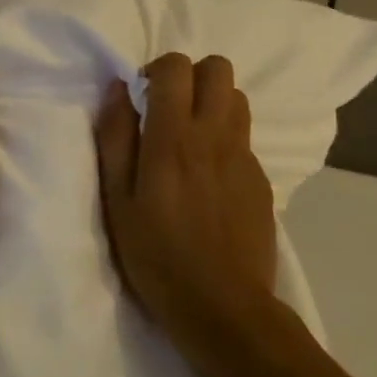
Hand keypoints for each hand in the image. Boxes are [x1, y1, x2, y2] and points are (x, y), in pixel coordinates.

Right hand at [94, 53, 277, 355]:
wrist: (224, 309)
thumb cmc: (156, 255)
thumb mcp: (117, 200)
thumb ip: (115, 137)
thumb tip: (117, 89)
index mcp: (174, 138)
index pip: (177, 67)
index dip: (156, 70)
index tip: (142, 98)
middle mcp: (215, 136)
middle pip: (218, 68)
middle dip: (191, 76)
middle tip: (169, 109)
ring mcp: (244, 157)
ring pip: (237, 98)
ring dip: (212, 103)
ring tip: (190, 138)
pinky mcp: (262, 180)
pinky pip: (244, 138)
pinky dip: (225, 140)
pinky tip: (208, 180)